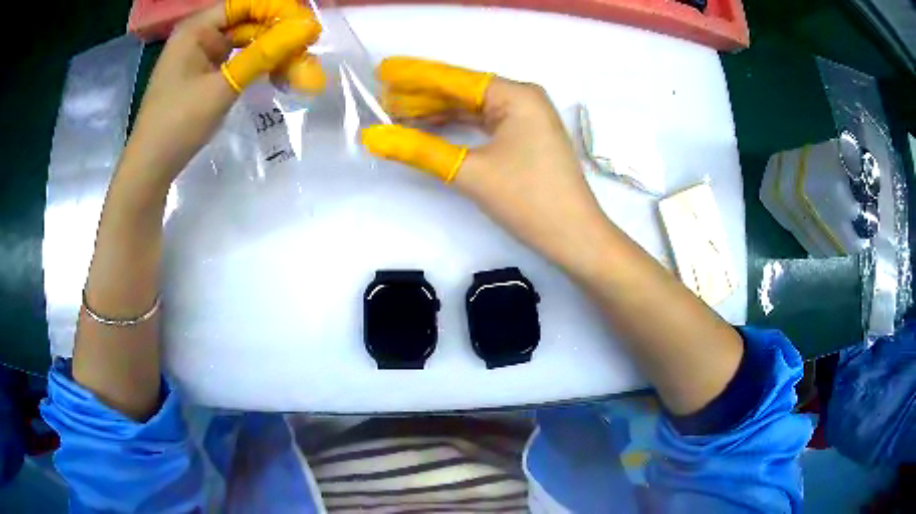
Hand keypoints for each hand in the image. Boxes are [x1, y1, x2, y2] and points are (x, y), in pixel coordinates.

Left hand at [118, 0, 321, 193]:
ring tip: (297, 68)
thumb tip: (308, 27)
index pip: (245, 5)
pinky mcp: (201, 78)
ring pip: (243, 45)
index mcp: (196, 29)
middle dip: (276, 36)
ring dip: (269, 54)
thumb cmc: (178, 123)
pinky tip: (274, 77)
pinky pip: (234, 63)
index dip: (277, 11)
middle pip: (246, 24)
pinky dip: (254, 68)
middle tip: (307, 52)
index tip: (307, 28)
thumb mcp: (223, 86)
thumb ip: (264, 54)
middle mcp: (198, 37)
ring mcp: (198, 59)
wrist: (149, 170)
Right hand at [361, 58, 610, 271]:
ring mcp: (525, 118)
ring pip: (471, 108)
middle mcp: (522, 98)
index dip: (415, 76)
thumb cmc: (529, 200)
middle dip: (422, 96)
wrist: (575, 237)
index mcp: (515, 95)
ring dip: (436, 112)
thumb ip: (420, 150)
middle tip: (381, 98)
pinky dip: (456, 127)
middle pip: (462, 91)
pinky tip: (428, 128)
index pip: (455, 79)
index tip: (383, 71)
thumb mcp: (471, 173)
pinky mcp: (525, 137)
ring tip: (395, 113)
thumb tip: (373, 137)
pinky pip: (483, 124)